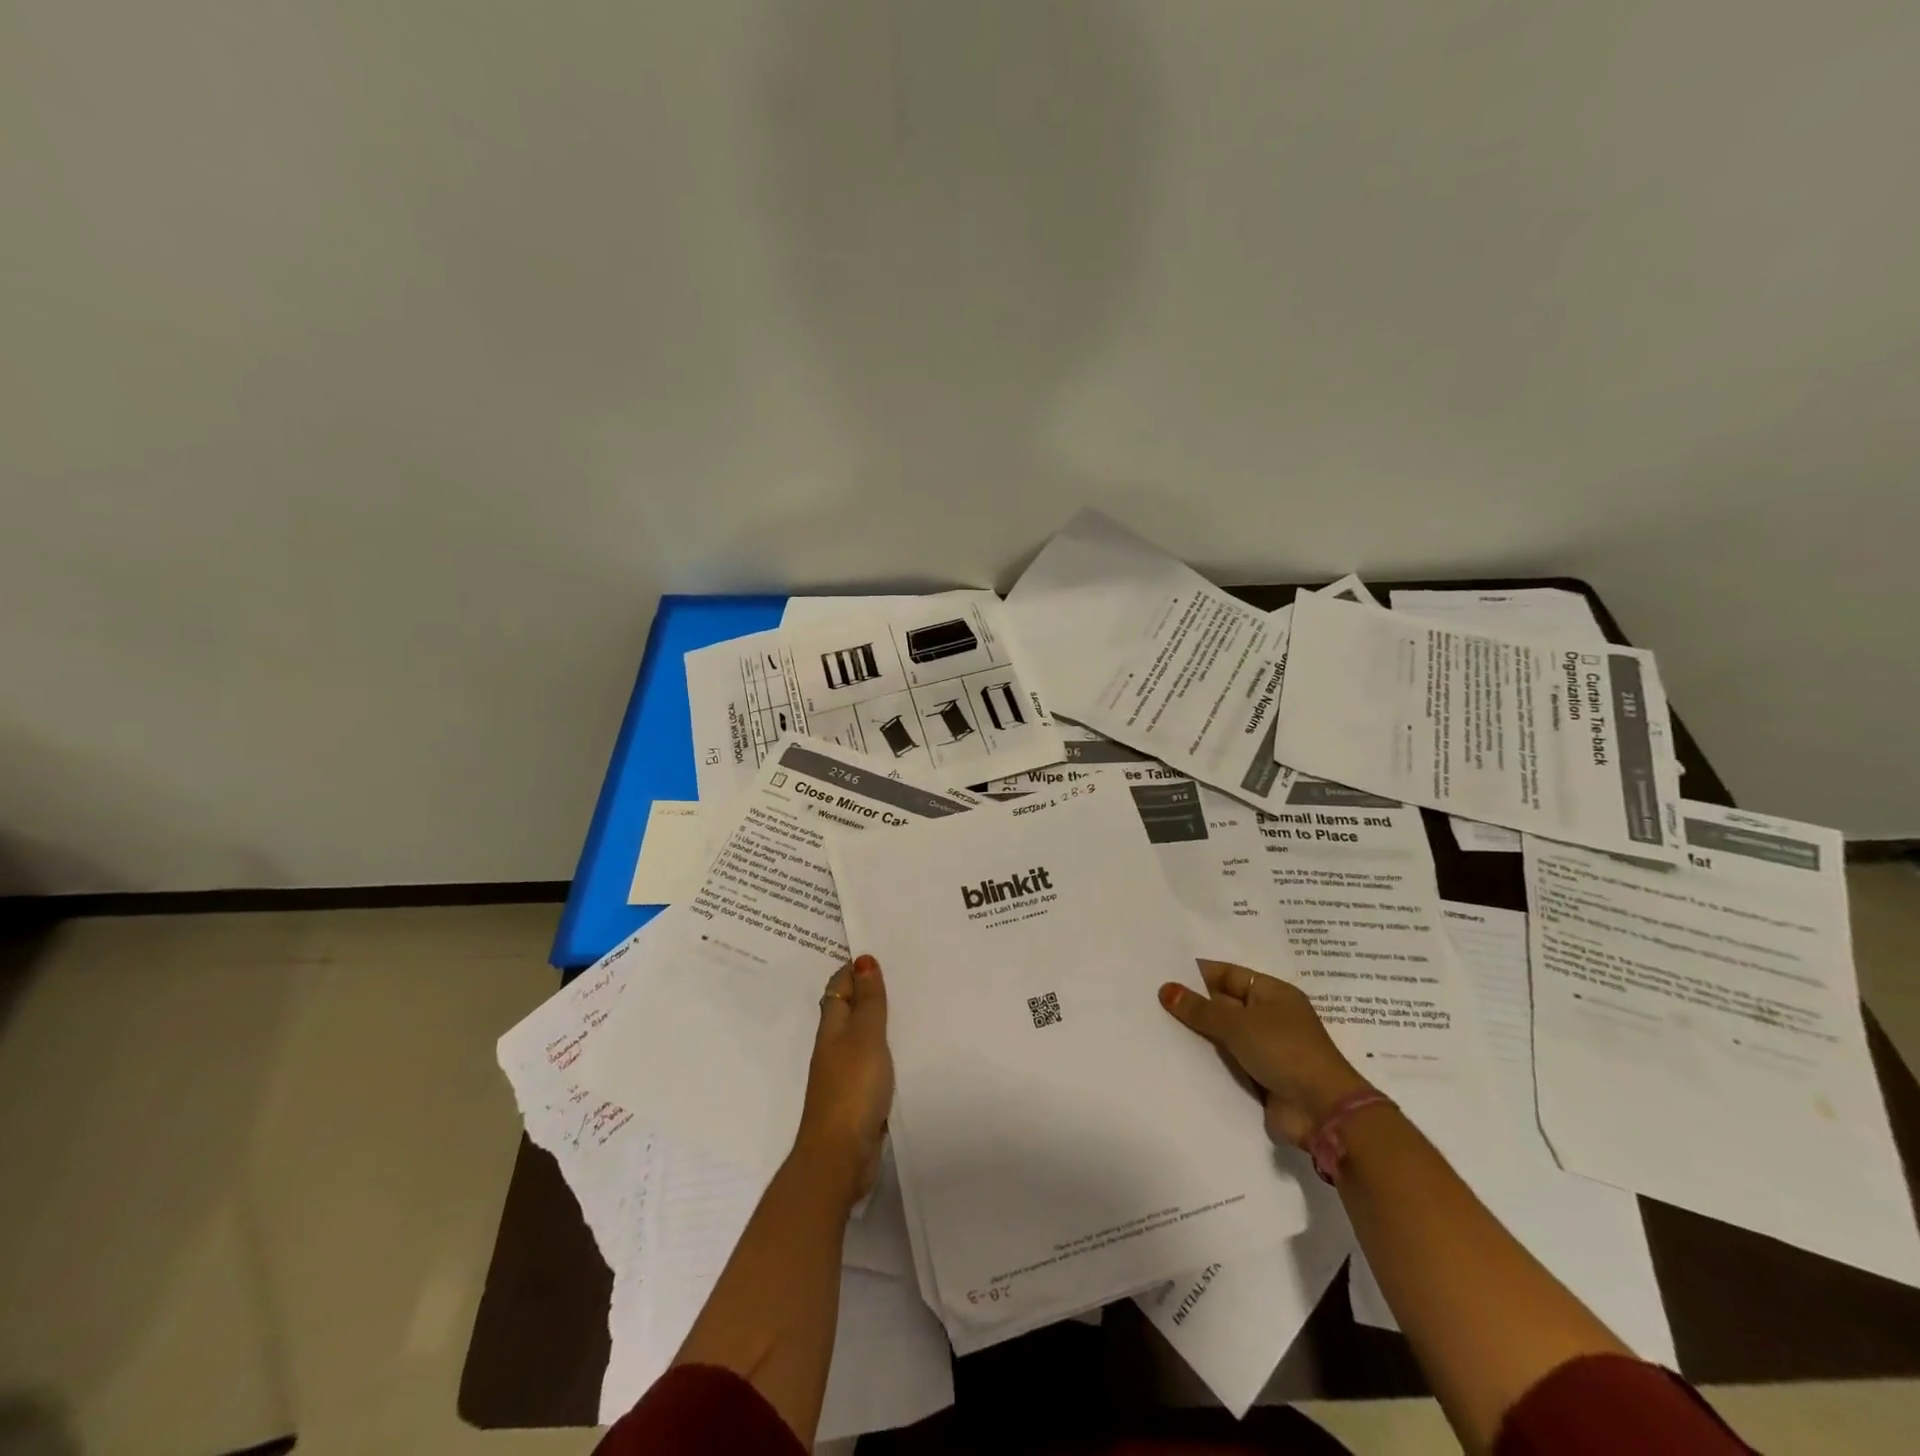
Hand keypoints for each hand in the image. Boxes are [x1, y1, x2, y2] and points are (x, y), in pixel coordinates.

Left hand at [795, 955, 893, 1203]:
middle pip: (848, 1011)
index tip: (880, 953)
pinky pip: (872, 1063)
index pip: (839, 988)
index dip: (854, 970)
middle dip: (869, 992)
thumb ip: (868, 1001)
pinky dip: (886, 1051)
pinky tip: (907, 1052)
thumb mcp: (864, 1037)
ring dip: (880, 1022)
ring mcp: (844, 1075)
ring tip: (912, 1006)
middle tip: (903, 974)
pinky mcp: (858, 1099)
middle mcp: (834, 1048)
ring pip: (861, 1038)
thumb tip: (863, 959)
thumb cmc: (851, 1089)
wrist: (840, 1157)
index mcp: (832, 1029)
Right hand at [1159, 961, 1372, 1147]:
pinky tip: (1175, 1057)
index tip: (1163, 974)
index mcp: (1272, 993)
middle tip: (1152, 1000)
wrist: (1322, 1112)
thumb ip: (1200, 1009)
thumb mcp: (1238, 1024)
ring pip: (1223, 1035)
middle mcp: (1269, 1017)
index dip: (1198, 974)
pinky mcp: (1260, 1078)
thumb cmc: (1284, 1051)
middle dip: (1193, 1005)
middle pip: (1224, 1004)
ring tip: (1155, 1027)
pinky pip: (1227, 1063)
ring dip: (1197, 1035)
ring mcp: (1265, 1049)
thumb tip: (1165, 989)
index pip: (1228, 975)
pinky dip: (1207, 1061)